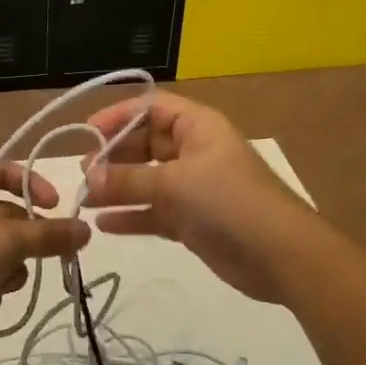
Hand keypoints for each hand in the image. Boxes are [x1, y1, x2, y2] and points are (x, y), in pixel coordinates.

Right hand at [81, 91, 321, 304]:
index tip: (87, 132)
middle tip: (84, 172)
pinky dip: (131, 216)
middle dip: (113, 157)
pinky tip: (104, 225)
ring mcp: (193, 188)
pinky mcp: (192, 221)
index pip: (151, 108)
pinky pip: (153, 212)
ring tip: (84, 199)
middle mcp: (194, 152)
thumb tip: (88, 178)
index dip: (118, 116)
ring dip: (117, 189)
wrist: (281, 256)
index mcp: (197, 127)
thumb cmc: (230, 201)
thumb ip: (128, 181)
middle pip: (145, 145)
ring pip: (146, 181)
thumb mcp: (175, 184)